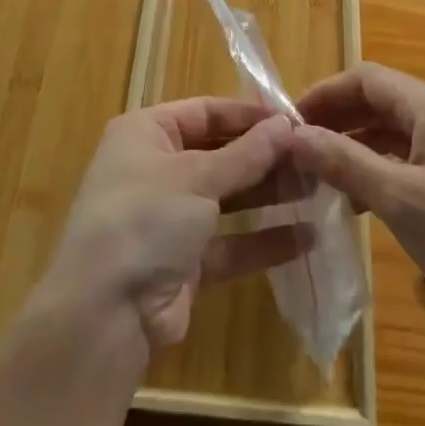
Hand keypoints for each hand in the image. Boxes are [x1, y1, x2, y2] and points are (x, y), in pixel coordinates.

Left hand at [37, 98, 306, 349]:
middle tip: (314, 157)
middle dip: (264, 157)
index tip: (295, 120)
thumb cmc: (146, 218)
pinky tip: (307, 237)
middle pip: (219, 153)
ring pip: (227, 198)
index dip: (248, 115)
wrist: (105, 314)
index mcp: (146, 133)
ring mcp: (169, 218)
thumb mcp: (198, 177)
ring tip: (318, 190)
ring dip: (269, 195)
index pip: (204, 111)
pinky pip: (229, 243)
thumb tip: (287, 125)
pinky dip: (262, 240)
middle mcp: (155, 169)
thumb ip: (246, 154)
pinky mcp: (184, 263)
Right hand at [289, 64, 424, 341]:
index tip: (285, 122)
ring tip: (313, 176)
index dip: (323, 93)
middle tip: (294, 151)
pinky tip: (351, 201)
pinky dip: (373, 170)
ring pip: (388, 132)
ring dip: (350, 146)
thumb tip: (290, 134)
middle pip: (376, 101)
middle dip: (334, 119)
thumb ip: (343, 161)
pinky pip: (404, 159)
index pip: (364, 78)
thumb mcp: (399, 199)